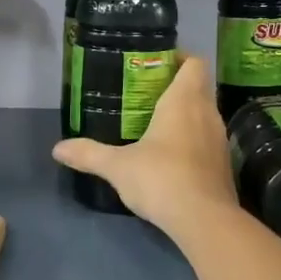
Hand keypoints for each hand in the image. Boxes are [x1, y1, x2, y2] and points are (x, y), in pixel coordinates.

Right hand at [51, 54, 237, 233]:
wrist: (205, 221)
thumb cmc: (161, 179)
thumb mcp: (117, 166)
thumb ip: (88, 154)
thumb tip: (57, 149)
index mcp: (185, 100)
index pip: (194, 62)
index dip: (179, 58)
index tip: (154, 64)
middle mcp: (207, 113)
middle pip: (198, 86)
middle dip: (175, 85)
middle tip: (144, 93)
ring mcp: (219, 139)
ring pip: (204, 113)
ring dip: (185, 113)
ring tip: (154, 122)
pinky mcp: (223, 164)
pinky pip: (207, 138)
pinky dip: (192, 138)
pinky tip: (169, 155)